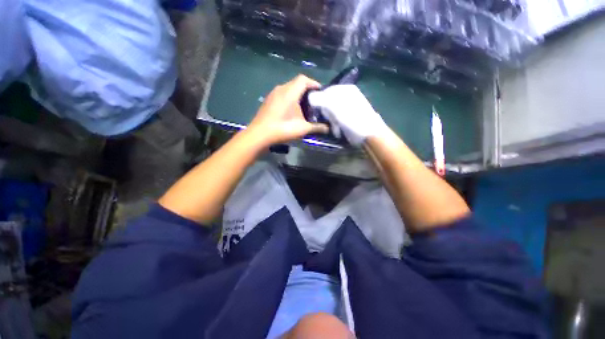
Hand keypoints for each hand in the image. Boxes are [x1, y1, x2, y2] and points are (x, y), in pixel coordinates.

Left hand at [246, 75, 328, 145]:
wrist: (260, 135)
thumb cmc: (283, 129)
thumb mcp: (303, 129)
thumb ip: (317, 127)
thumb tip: (328, 129)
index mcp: (290, 92)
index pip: (304, 79)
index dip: (313, 83)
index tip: (320, 93)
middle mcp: (281, 89)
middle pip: (296, 83)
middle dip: (307, 90)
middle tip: (314, 101)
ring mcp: (273, 94)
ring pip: (288, 89)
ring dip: (297, 95)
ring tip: (304, 106)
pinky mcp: (268, 101)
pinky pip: (282, 95)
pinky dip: (289, 99)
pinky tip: (291, 111)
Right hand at [308, 85, 387, 145]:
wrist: (367, 133)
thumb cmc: (351, 117)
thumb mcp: (334, 106)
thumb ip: (320, 99)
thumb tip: (309, 96)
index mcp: (345, 89)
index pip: (325, 91)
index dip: (319, 101)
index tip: (317, 110)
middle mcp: (346, 97)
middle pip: (327, 103)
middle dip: (326, 114)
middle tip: (328, 120)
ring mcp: (348, 108)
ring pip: (331, 113)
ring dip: (331, 122)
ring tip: (335, 127)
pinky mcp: (348, 119)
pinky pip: (336, 120)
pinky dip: (335, 126)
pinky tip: (338, 130)